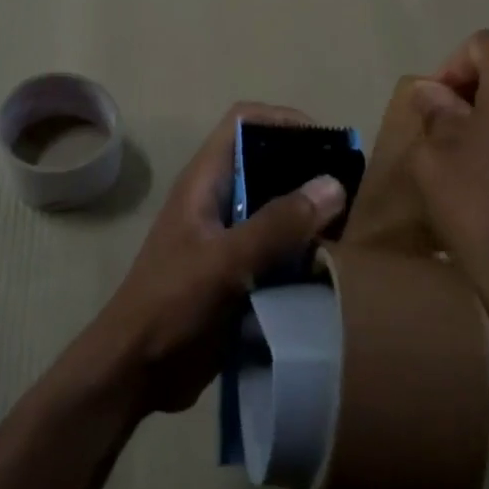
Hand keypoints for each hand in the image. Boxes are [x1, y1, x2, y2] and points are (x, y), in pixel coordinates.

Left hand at [79, 103, 347, 415]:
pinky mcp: (237, 271)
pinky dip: (303, 250)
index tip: (326, 142)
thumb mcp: (226, 261)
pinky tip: (331, 266)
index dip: (283, 119)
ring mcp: (227, 236)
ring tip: (350, 227)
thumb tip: (334, 184)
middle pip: (266, 162)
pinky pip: (277, 247)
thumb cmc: (173, 303)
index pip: (244, 122)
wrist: (137, 369)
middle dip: (306, 169)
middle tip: (351, 190)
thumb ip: (278, 224)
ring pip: (275, 207)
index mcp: (205, 181)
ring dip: (309, 214)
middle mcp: (218, 199)